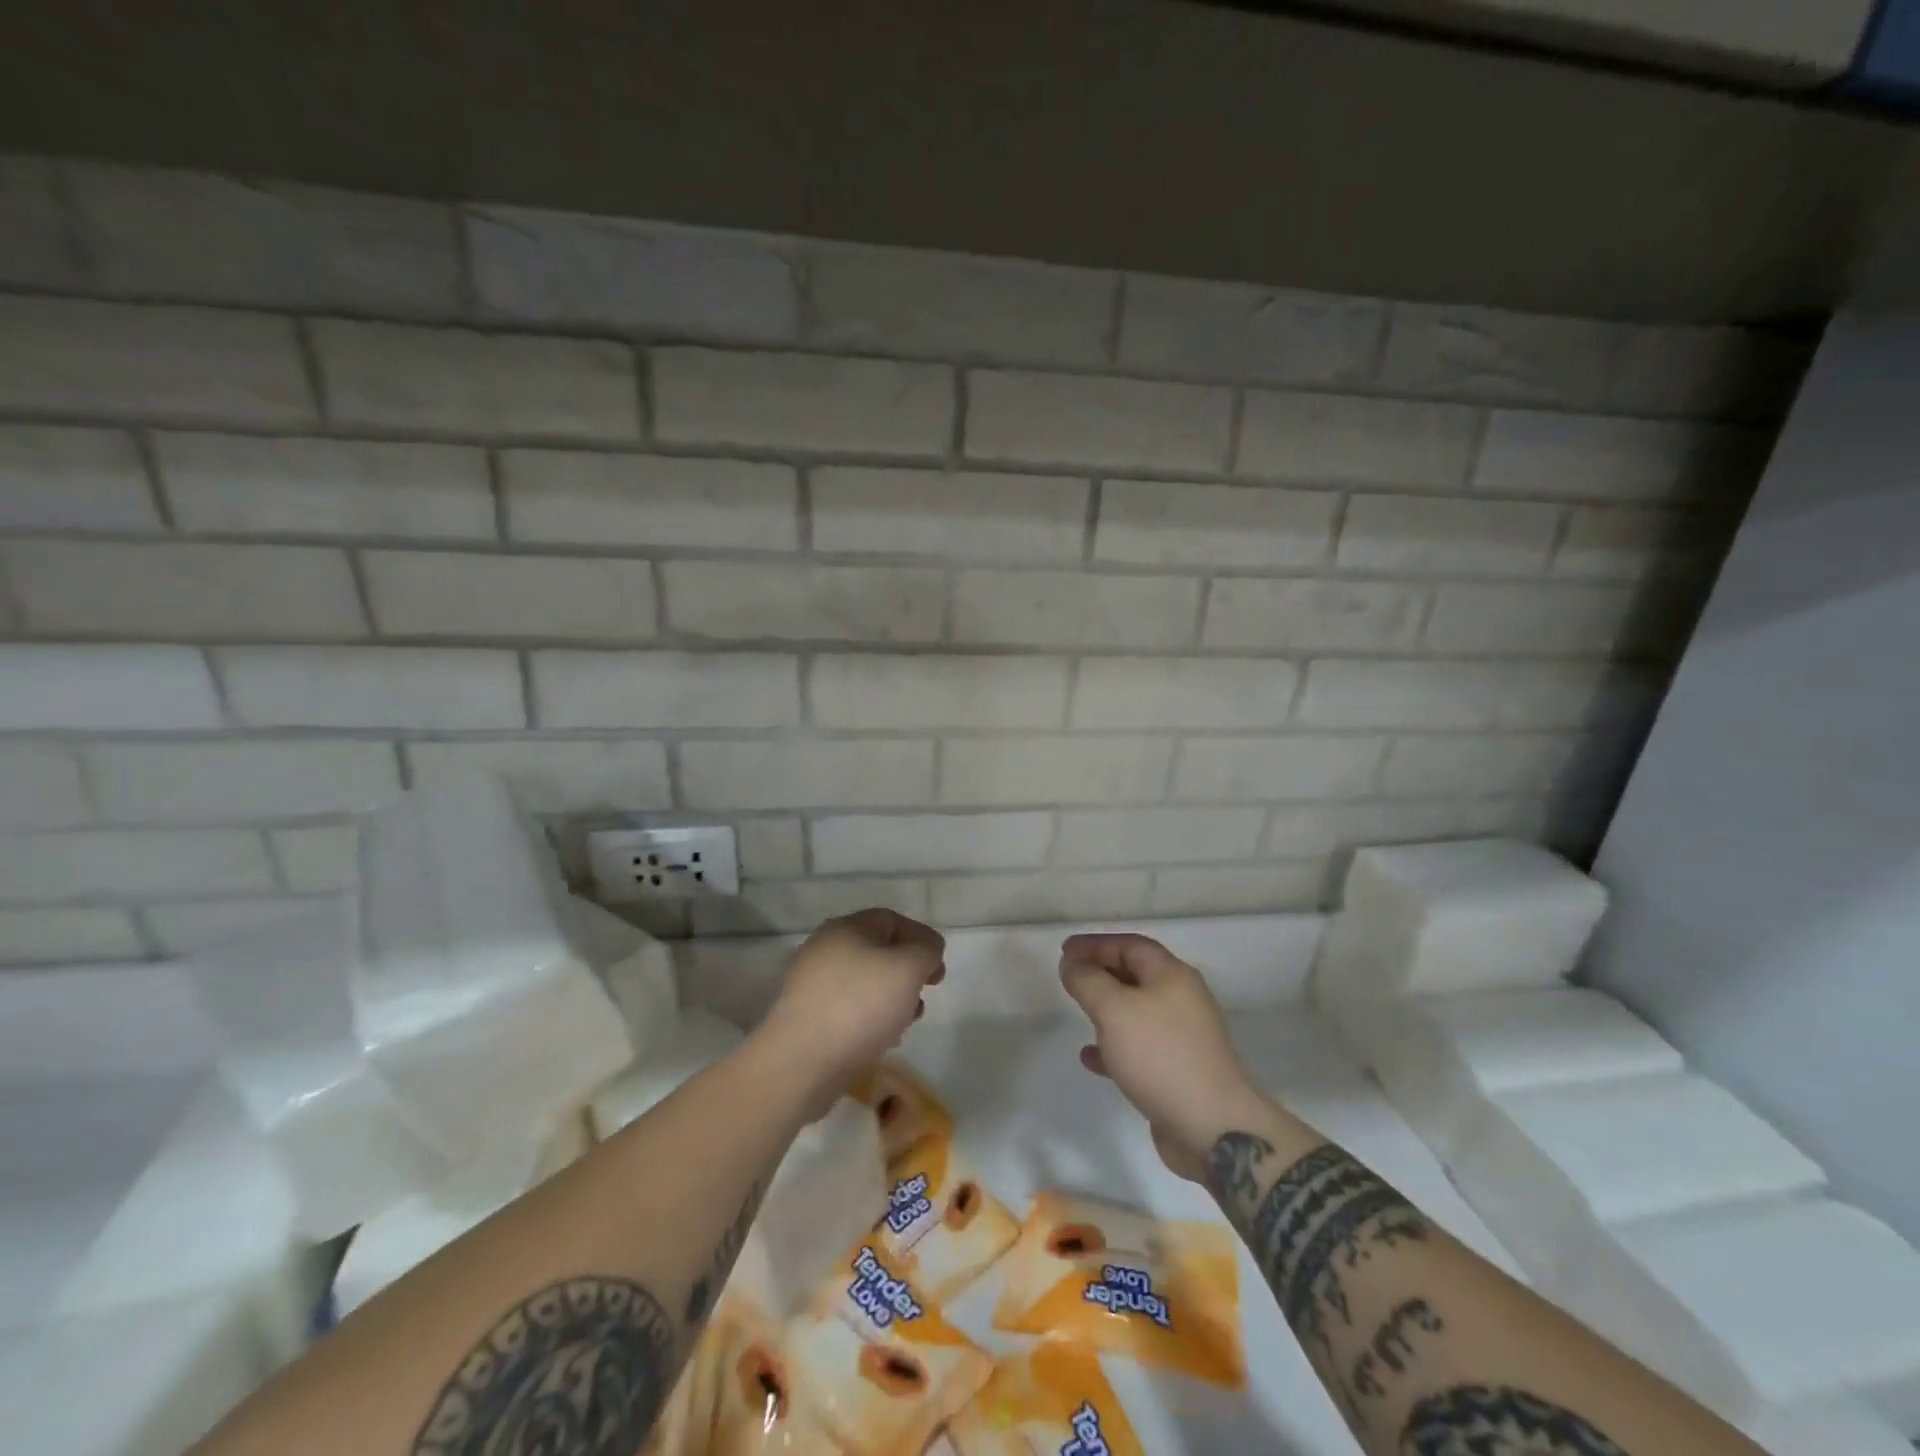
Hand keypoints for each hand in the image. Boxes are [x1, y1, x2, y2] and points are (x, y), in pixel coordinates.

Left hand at [758, 909, 945, 1103]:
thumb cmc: (860, 1005)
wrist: (801, 1062)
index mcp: (846, 927)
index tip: (937, 971)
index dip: (920, 939)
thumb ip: (926, 950)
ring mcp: (812, 985)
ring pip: (865, 982)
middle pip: (878, 951)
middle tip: (924, 996)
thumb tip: (926, 950)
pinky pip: (849, 1009)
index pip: (891, 920)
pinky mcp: (808, 1018)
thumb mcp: (908, 968)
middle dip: (908, 973)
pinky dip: (870, 1019)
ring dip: (892, 998)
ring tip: (905, 1023)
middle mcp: (825, 949)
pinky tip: (881, 1039)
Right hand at [1059, 933, 1264, 1180]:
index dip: (1095, 944)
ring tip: (1079, 1013)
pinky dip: (1114, 1046)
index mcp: (1172, 976)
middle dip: (1101, 972)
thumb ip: (1087, 980)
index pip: (1130, 945)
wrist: (1213, 1127)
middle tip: (1070, 977)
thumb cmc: (1160, 1055)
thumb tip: (1071, 964)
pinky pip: (1140, 1047)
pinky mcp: (1179, 1070)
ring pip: (1138, 1012)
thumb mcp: (1113, 1009)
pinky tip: (1091, 1058)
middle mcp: (1182, 999)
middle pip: (1136, 974)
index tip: (1065, 950)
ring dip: (1107, 1009)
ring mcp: (1183, 1036)